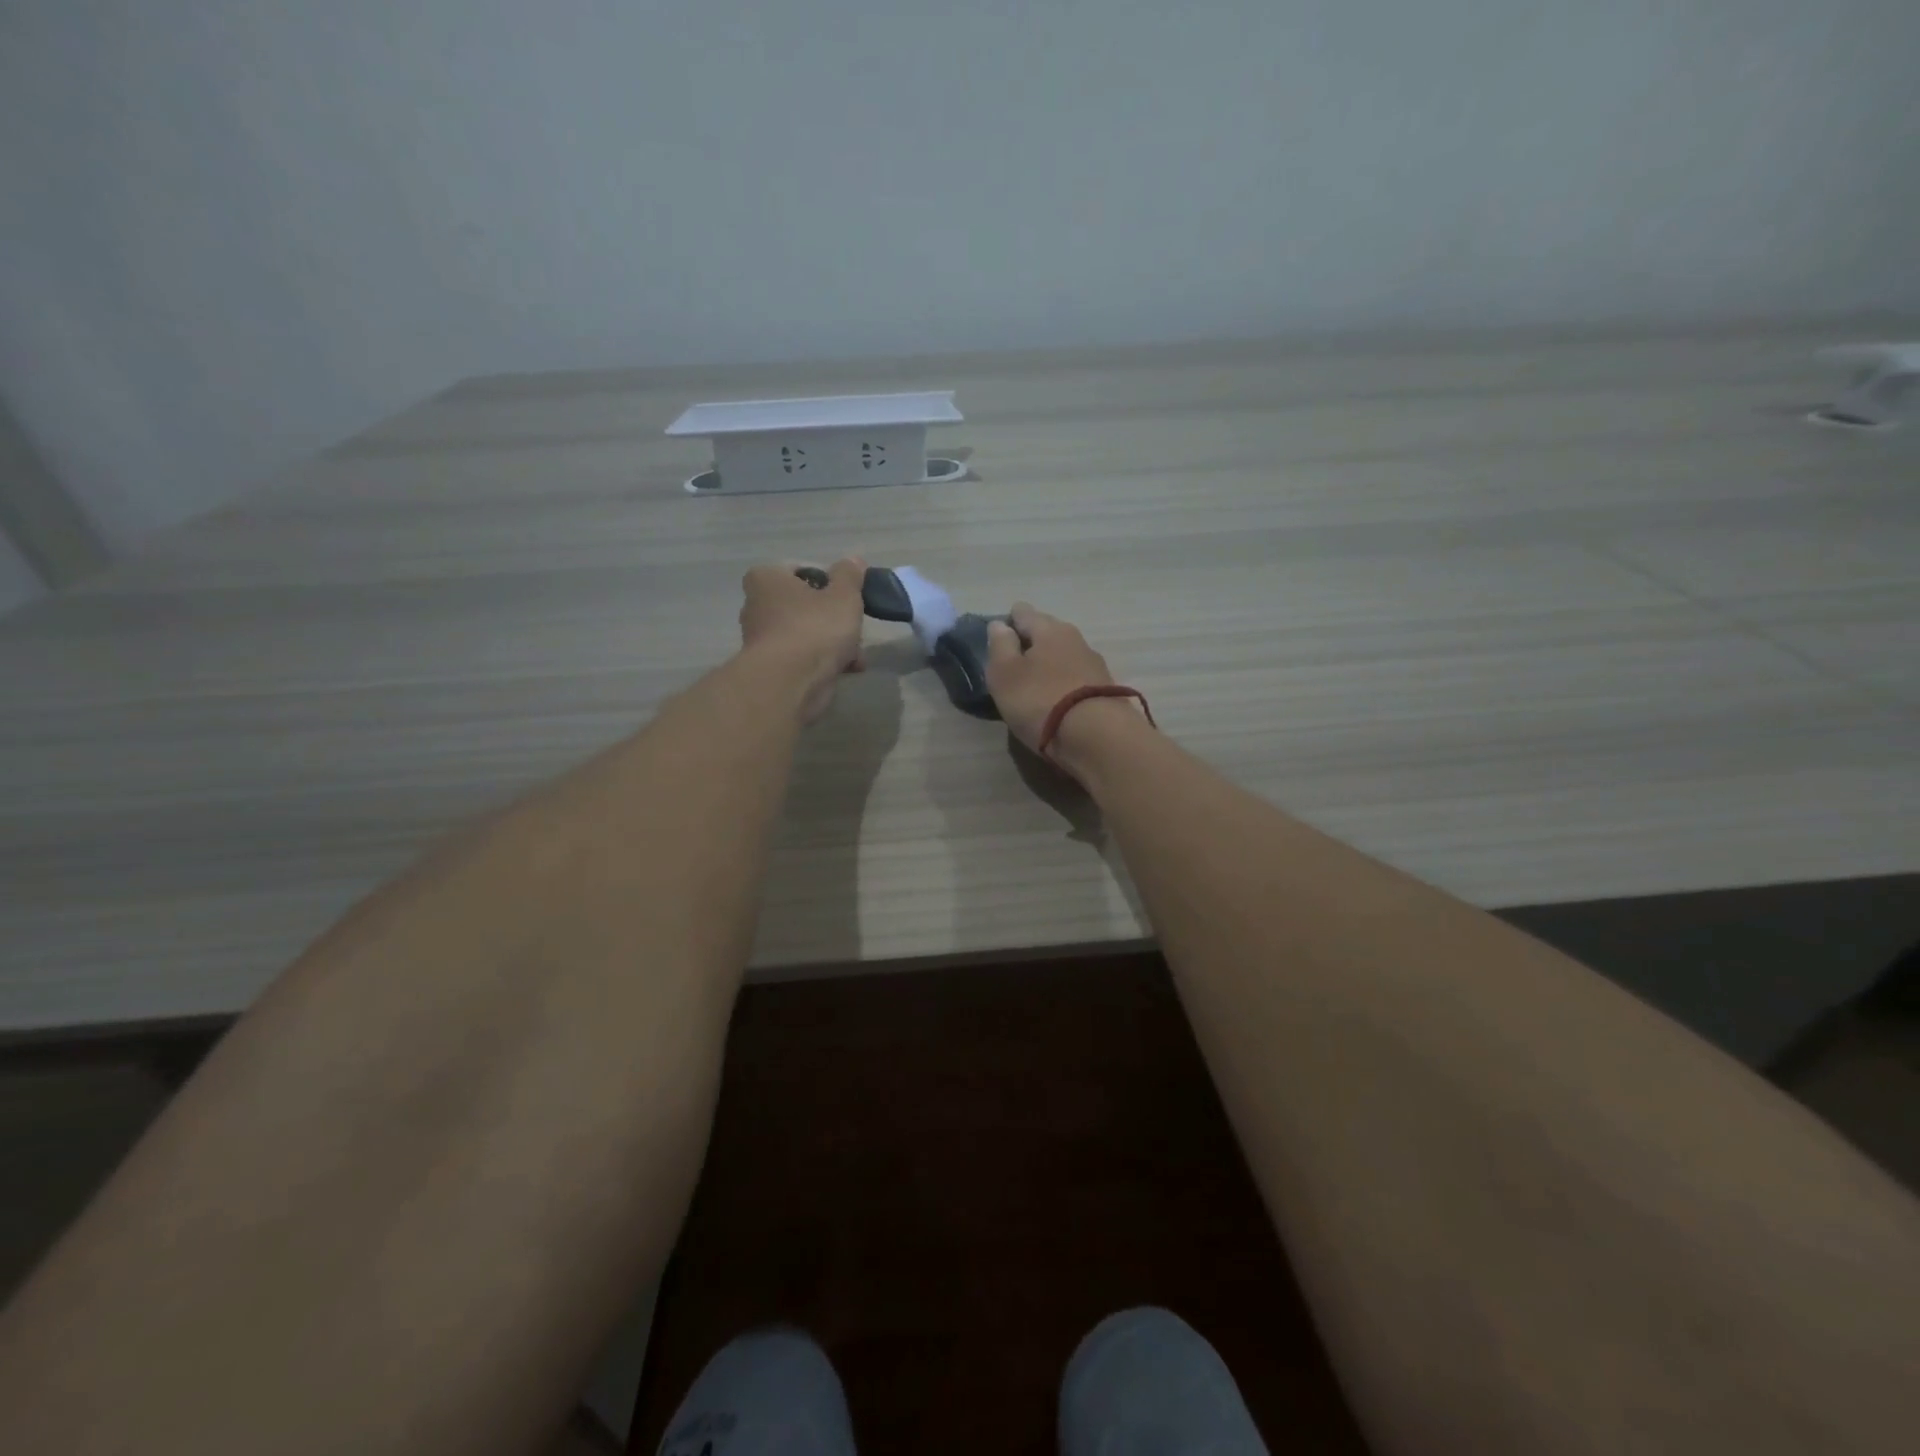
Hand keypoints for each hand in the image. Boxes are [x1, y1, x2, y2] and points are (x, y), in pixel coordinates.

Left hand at [739, 557, 866, 721]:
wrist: (791, 682)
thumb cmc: (815, 627)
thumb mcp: (844, 595)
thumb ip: (850, 576)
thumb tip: (853, 561)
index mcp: (767, 579)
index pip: (800, 572)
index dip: (827, 583)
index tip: (846, 598)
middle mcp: (757, 606)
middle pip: (804, 606)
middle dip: (832, 619)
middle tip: (854, 627)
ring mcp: (762, 640)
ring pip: (805, 634)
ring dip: (832, 643)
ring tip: (856, 656)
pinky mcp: (770, 669)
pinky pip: (802, 658)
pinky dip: (822, 662)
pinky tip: (846, 670)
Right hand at [985, 603, 1116, 755]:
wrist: (1096, 738)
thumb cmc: (1040, 700)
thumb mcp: (1005, 673)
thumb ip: (1000, 645)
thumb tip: (1000, 625)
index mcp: (1049, 628)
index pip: (1023, 612)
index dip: (1008, 623)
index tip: (997, 642)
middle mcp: (1076, 638)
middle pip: (1047, 632)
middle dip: (1031, 643)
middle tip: (1013, 665)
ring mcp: (1095, 665)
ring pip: (1064, 656)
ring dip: (1050, 665)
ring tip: (1034, 686)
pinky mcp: (1106, 691)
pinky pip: (1077, 679)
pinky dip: (1064, 684)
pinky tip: (1057, 701)